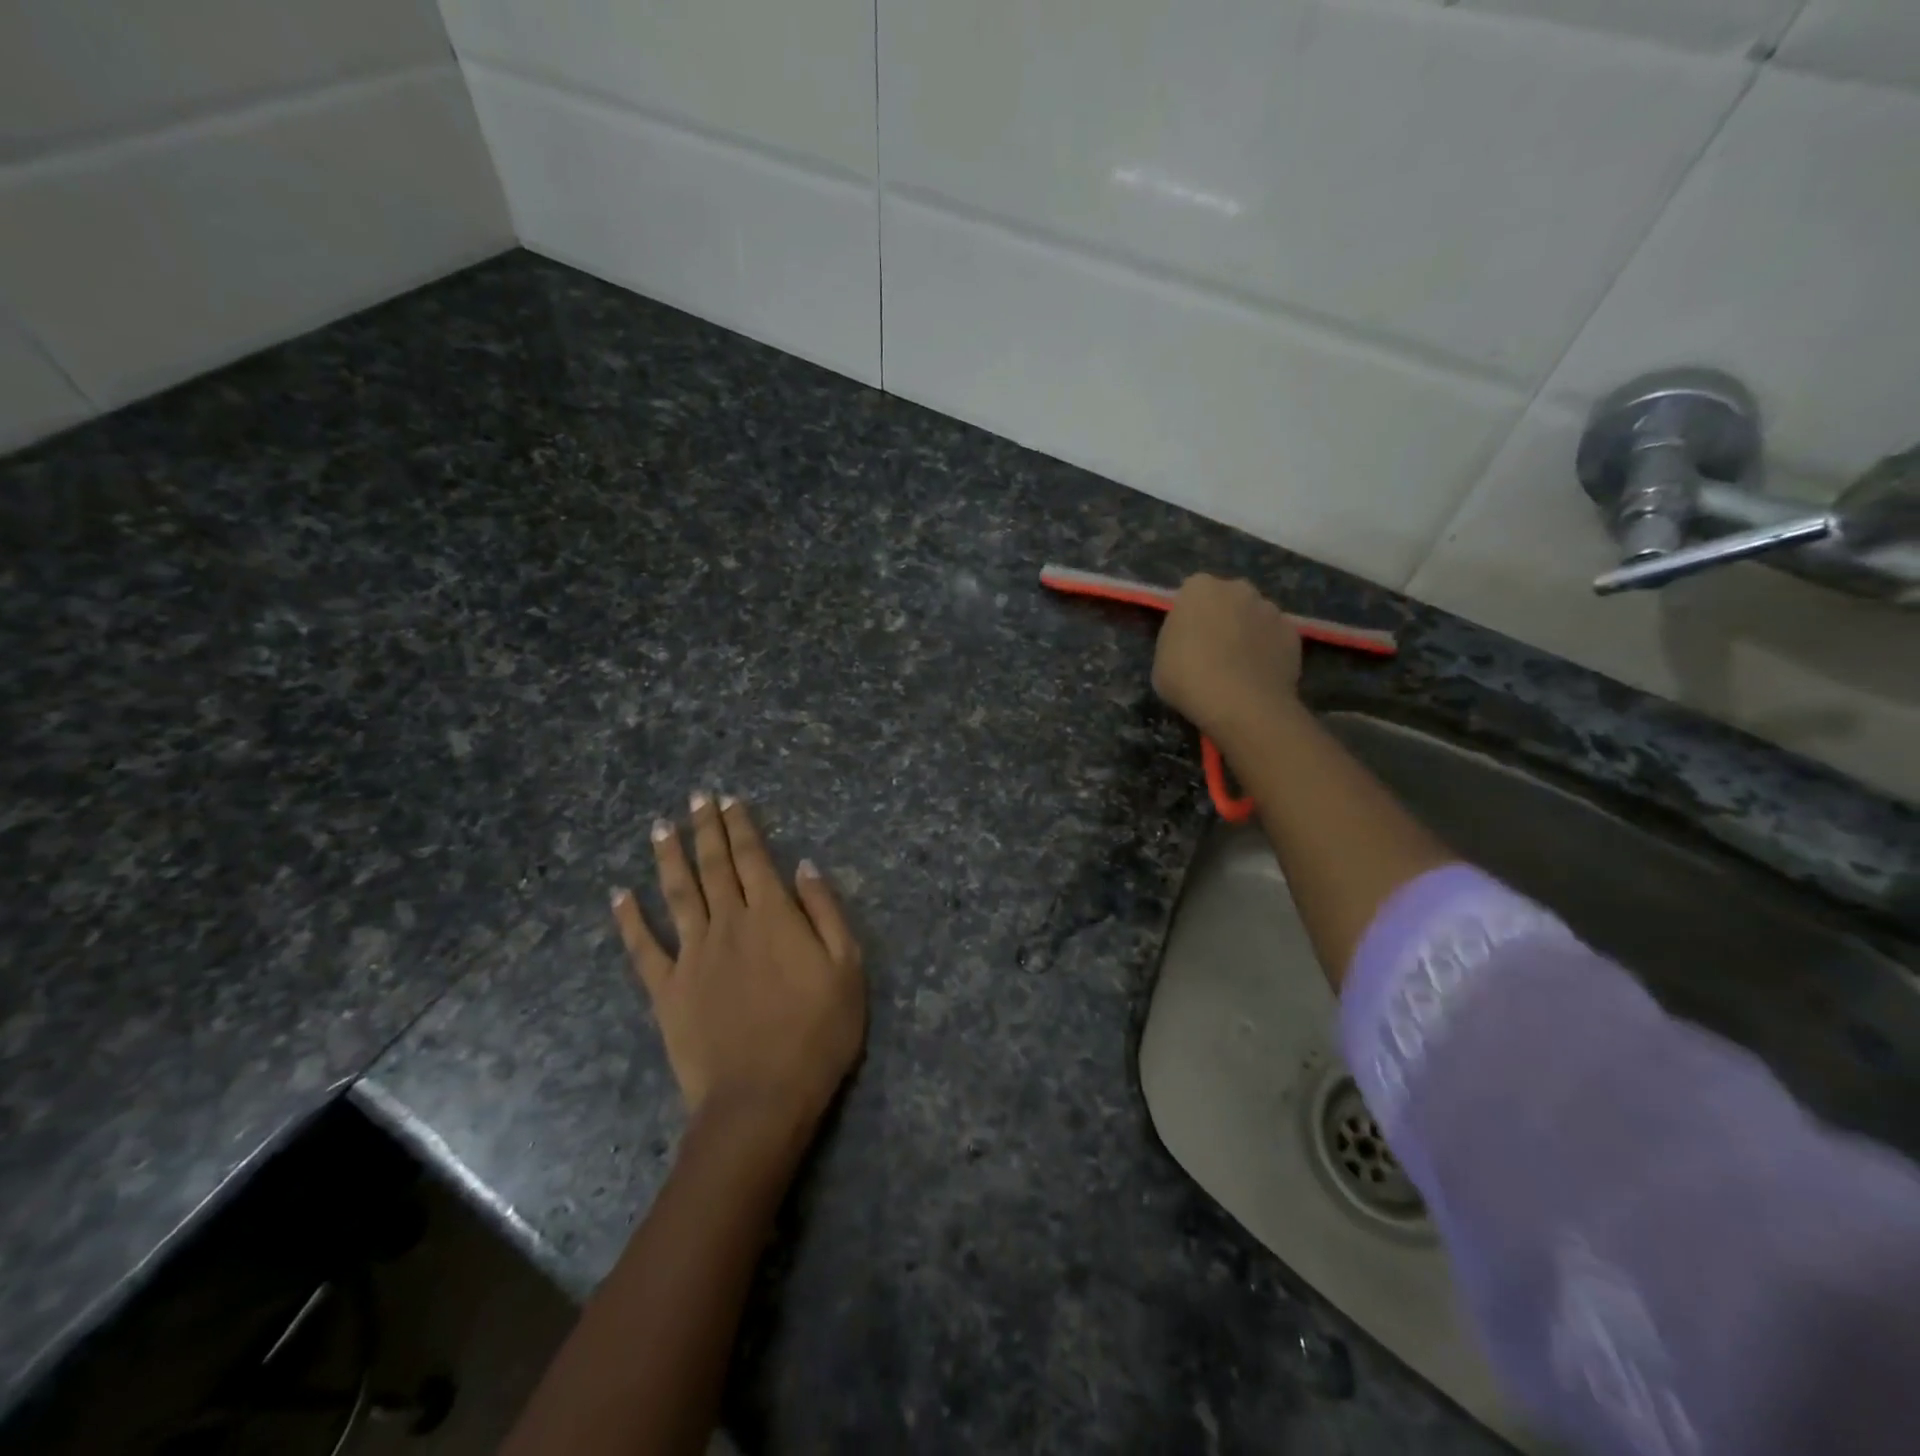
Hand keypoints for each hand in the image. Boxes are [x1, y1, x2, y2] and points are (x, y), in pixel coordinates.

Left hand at [611, 794, 865, 1133]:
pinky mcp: (667, 990)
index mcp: (773, 916)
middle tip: (696, 798)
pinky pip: (643, 948)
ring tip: (661, 827)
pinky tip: (620, 895)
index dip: (741, 826)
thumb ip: (826, 912)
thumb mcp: (847, 968)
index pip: (753, 857)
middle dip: (706, 829)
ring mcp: (692, 955)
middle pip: (714, 866)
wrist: (762, 1098)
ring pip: (677, 894)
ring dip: (669, 858)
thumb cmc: (817, 1033)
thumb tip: (805, 866)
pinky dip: (629, 919)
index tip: (729, 799)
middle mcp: (729, 924)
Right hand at [1152, 574, 1303, 743]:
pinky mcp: (1293, 633)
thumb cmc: (1188, 678)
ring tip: (1240, 667)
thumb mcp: (1161, 658)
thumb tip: (1192, 638)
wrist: (1241, 704)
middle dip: (1223, 617)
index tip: (1186, 639)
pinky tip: (1260, 675)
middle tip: (1213, 650)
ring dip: (1249, 633)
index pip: (1192, 593)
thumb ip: (1177, 638)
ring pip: (1255, 617)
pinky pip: (1276, 638)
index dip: (1190, 617)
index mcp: (1199, 588)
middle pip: (1228, 599)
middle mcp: (1238, 588)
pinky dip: (1270, 651)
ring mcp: (1271, 609)